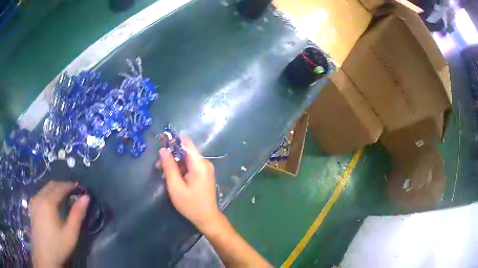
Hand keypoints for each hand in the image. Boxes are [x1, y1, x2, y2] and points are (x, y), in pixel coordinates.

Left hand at [29, 181, 89, 267]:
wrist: (44, 255)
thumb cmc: (58, 246)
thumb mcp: (70, 234)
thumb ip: (77, 215)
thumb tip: (86, 197)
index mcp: (48, 202)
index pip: (60, 187)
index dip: (69, 185)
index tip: (78, 186)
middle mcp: (39, 197)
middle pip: (51, 185)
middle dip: (61, 185)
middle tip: (71, 190)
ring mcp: (34, 201)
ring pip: (44, 188)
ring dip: (54, 189)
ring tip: (62, 195)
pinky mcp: (31, 207)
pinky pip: (40, 194)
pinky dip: (47, 193)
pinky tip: (50, 202)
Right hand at [156, 138, 220, 230]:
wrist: (207, 218)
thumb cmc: (190, 204)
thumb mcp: (175, 187)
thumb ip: (169, 167)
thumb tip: (163, 149)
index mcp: (200, 164)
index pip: (187, 143)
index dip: (174, 140)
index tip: (161, 141)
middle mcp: (205, 163)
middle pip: (186, 151)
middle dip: (171, 155)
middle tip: (158, 165)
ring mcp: (206, 169)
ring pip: (187, 159)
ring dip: (175, 163)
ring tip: (163, 173)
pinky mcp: (204, 175)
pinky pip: (191, 166)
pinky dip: (181, 169)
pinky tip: (172, 177)